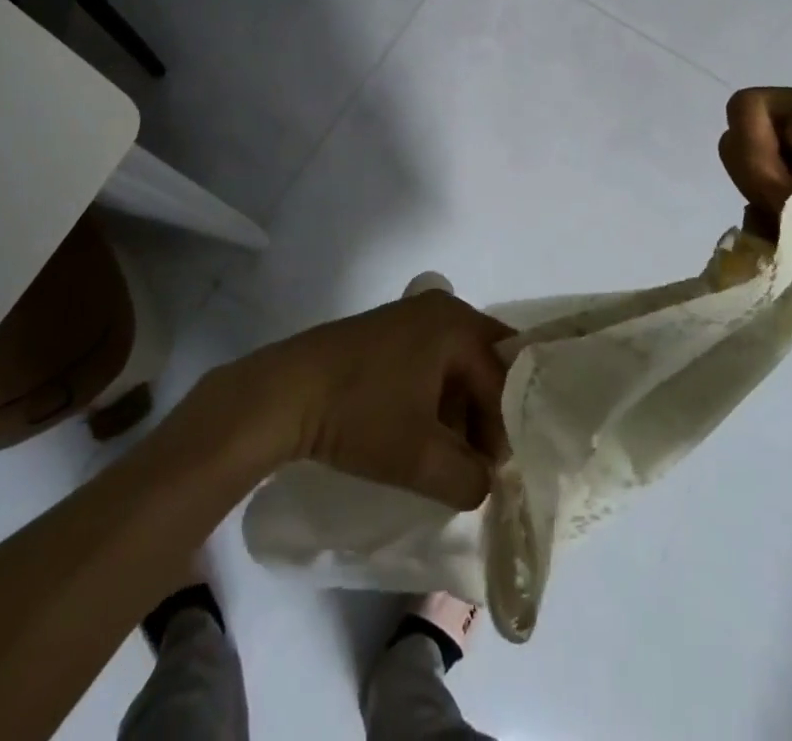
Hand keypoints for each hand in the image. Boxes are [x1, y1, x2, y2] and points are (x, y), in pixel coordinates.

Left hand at [217, 290, 513, 509]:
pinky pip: (433, 361)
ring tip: (452, 455)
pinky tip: (424, 433)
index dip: (506, 429)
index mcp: (457, 324)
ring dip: (462, 409)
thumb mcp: (421, 460)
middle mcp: (442, 309)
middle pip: (487, 364)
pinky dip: (438, 396)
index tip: (495, 474)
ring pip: (459, 364)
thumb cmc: (360, 416)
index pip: (504, 378)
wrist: (285, 393)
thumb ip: (469, 478)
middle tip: (482, 462)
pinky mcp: (389, 330)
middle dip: (489, 415)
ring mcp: (412, 316)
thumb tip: (485, 482)